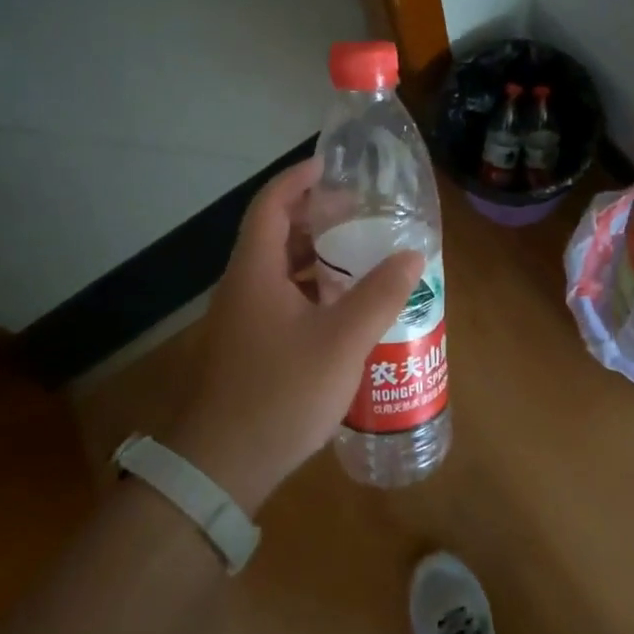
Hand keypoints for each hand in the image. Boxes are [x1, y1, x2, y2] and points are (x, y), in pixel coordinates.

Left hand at [167, 158, 423, 512]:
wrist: (220, 466)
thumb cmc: (281, 393)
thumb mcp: (342, 342)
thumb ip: (380, 295)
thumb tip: (413, 255)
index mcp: (255, 271)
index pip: (270, 205)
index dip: (297, 179)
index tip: (329, 166)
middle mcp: (242, 287)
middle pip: (274, 234)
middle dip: (314, 217)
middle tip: (357, 212)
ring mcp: (240, 319)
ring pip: (277, 270)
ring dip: (313, 255)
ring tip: (356, 254)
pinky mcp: (246, 347)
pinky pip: (279, 299)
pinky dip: (308, 289)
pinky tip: (339, 308)